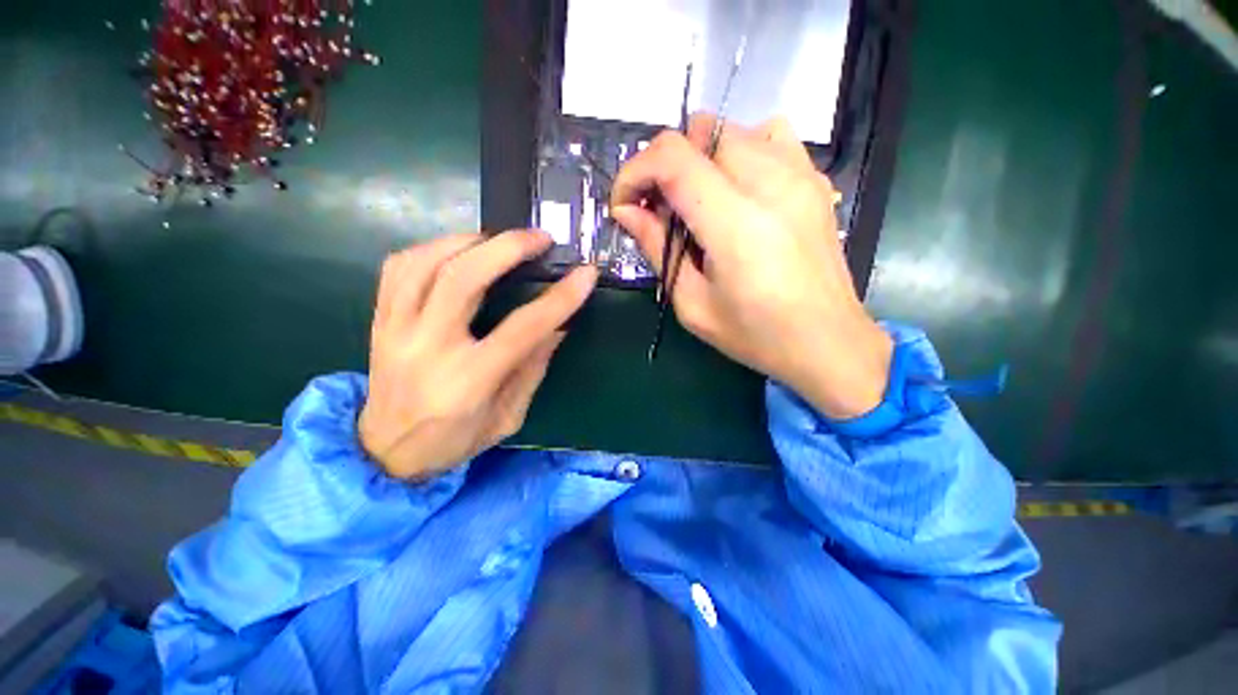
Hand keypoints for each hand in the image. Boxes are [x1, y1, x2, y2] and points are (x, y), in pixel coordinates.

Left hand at [358, 231, 597, 479]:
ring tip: (499, 239)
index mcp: (469, 380)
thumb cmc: (455, 440)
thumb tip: (559, 325)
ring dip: (468, 240)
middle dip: (507, 248)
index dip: (560, 298)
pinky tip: (456, 251)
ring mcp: (396, 330)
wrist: (385, 453)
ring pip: (426, 262)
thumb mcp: (509, 416)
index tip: (585, 274)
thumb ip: (534, 367)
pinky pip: (398, 269)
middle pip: (464, 279)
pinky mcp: (379, 321)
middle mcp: (429, 347)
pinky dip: (431, 248)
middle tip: (539, 237)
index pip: (524, 328)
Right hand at [611, 115, 892, 419]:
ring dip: (700, 158)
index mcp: (735, 223)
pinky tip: (737, 191)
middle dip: (665, 165)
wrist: (828, 341)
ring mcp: (800, 174)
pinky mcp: (814, 179)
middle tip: (660, 209)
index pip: (672, 158)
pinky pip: (769, 136)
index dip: (635, 172)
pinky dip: (739, 151)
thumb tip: (627, 212)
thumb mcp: (692, 304)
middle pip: (700, 131)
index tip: (624, 204)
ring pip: (731, 129)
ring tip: (697, 203)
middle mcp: (771, 183)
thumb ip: (657, 250)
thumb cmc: (756, 335)